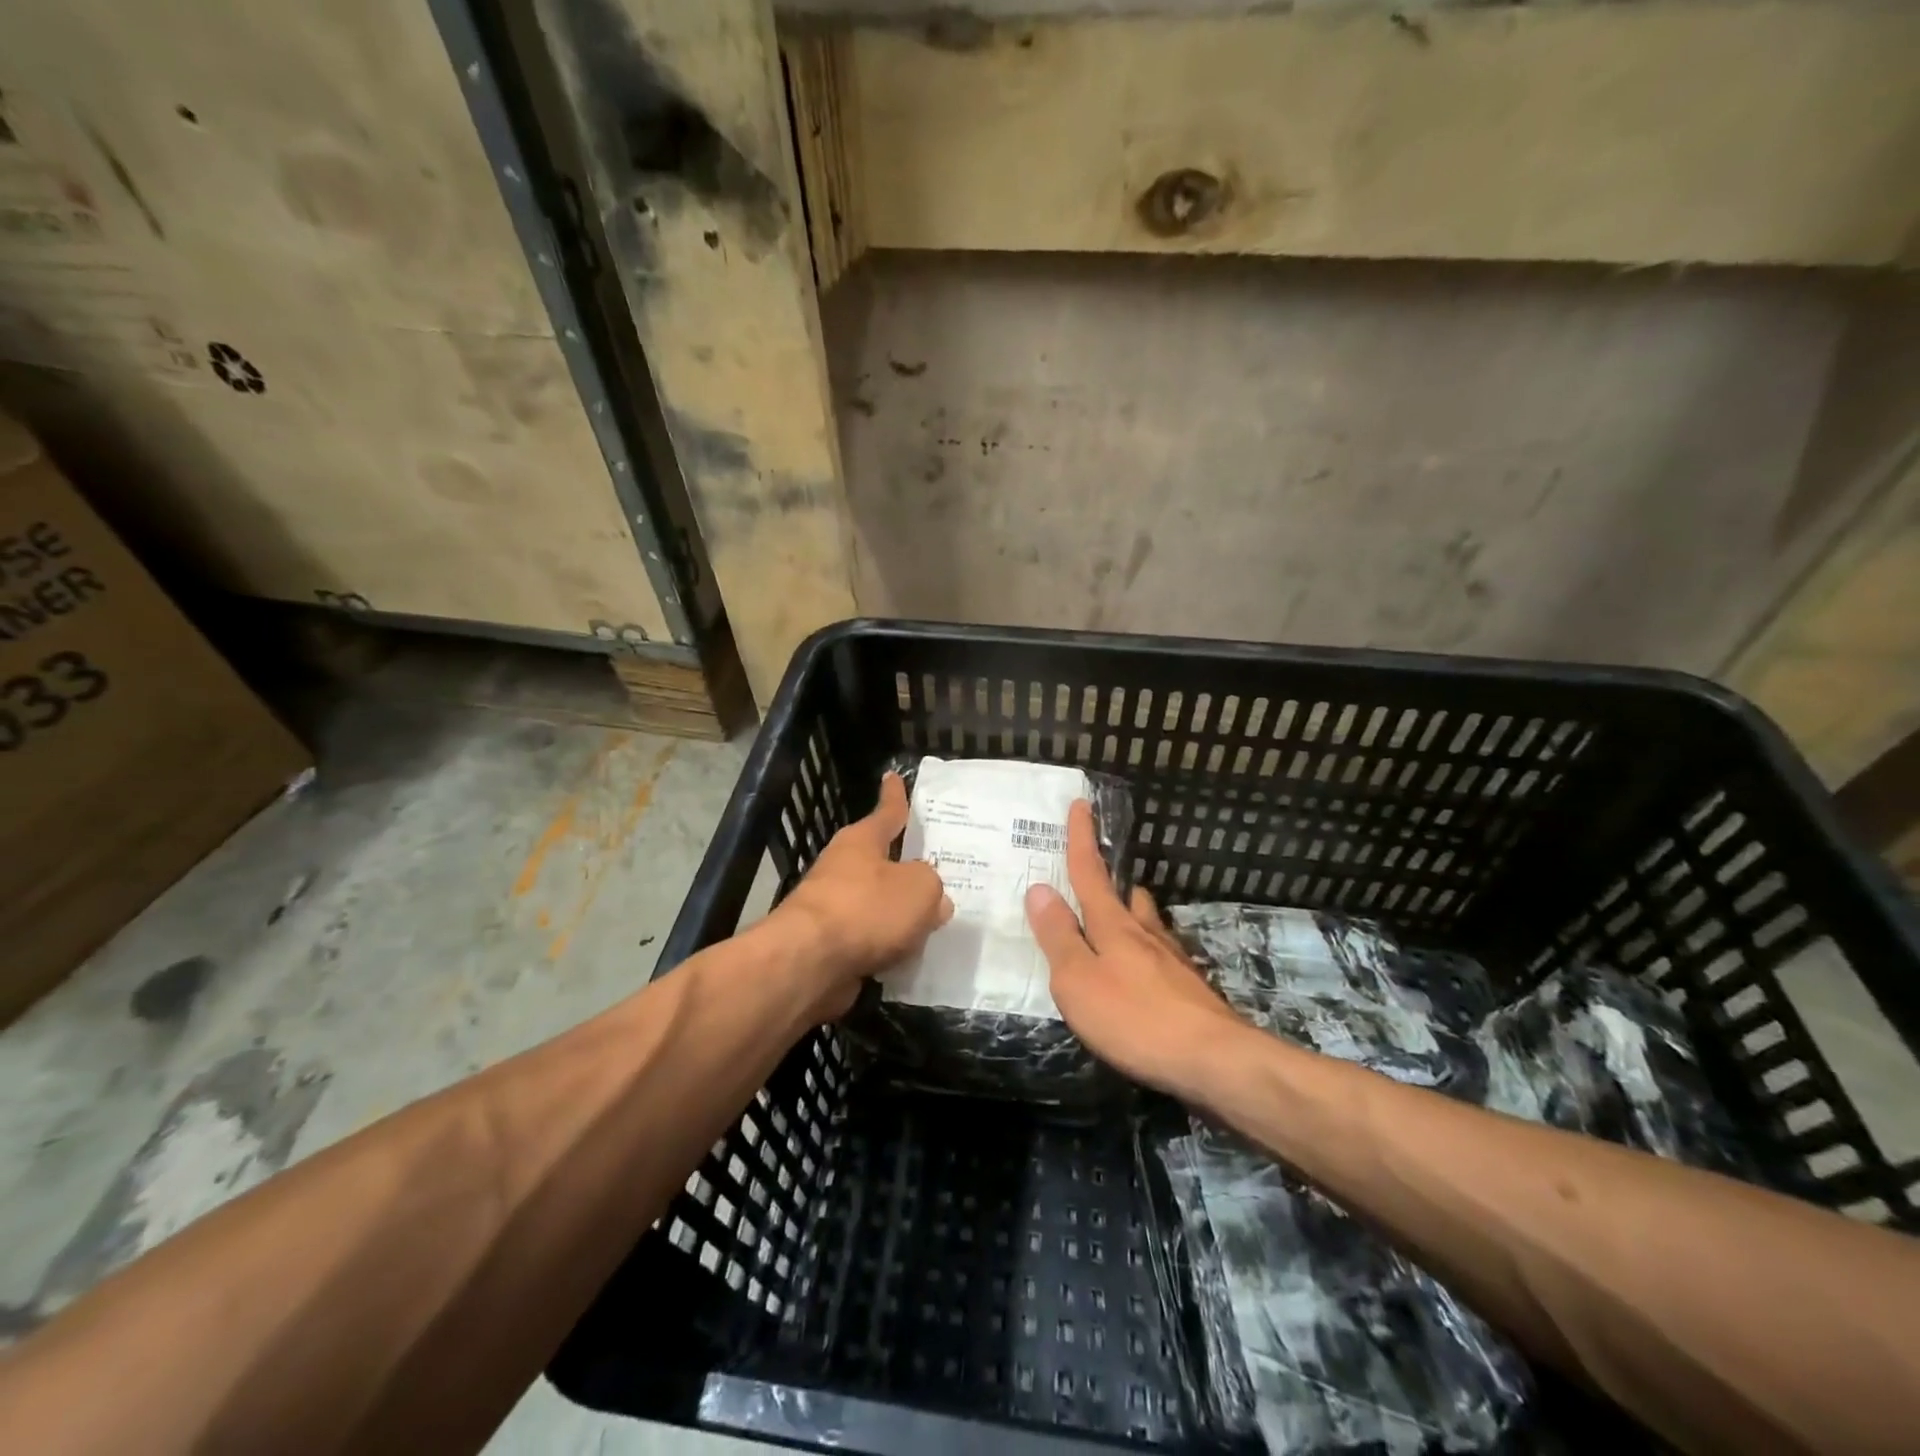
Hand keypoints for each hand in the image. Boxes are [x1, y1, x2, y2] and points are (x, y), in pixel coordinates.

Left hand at [774, 772, 952, 1017]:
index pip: (886, 812)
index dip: (894, 796)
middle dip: (905, 867)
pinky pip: (870, 938)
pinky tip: (909, 956)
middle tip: (936, 871)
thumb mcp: (920, 889)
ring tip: (933, 921)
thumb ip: (932, 887)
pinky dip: (887, 944)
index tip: (892, 776)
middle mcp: (843, 868)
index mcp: (861, 841)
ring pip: (876, 903)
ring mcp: (833, 908)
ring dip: (898, 912)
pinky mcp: (830, 945)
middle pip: (881, 861)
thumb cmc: (867, 909)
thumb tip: (933, 900)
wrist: (809, 963)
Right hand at [1025, 801, 1243, 1094]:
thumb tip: (1039, 889)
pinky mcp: (1189, 989)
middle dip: (1109, 880)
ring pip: (1147, 923)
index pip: (1090, 872)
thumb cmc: (1135, 1018)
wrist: (1215, 1060)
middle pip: (1125, 895)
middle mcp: (1145, 933)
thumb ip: (1058, 936)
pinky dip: (1144, 952)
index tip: (1082, 804)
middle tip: (1094, 875)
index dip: (1082, 838)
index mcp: (1113, 925)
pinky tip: (1142, 971)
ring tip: (1116, 920)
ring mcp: (1172, 960)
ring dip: (1130, 913)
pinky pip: (1159, 955)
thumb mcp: (1078, 980)